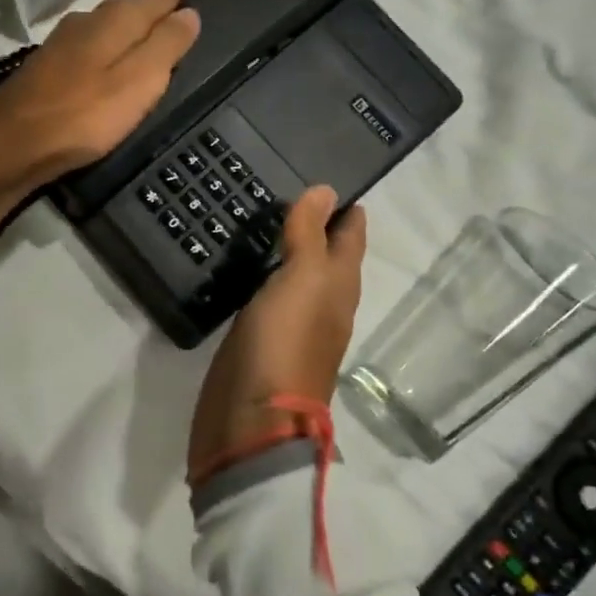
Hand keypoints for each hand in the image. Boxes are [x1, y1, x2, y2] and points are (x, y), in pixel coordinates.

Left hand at [0, 0, 199, 261]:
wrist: (11, 144)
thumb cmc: (84, 114)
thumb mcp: (139, 81)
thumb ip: (166, 45)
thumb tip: (190, 13)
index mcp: (114, 20)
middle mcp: (86, 21)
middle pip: (130, 9)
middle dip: (156, 10)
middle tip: (182, 16)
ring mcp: (62, 42)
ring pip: (108, 27)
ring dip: (131, 29)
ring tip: (152, 40)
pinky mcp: (48, 67)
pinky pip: (92, 47)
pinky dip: (111, 49)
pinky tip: (111, 64)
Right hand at [188, 187, 367, 481]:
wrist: (250, 422)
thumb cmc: (284, 344)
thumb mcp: (302, 281)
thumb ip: (310, 236)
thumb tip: (326, 190)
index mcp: (339, 288)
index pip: (350, 238)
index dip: (346, 209)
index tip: (330, 173)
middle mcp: (322, 303)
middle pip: (326, 255)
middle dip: (317, 223)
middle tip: (289, 185)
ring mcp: (289, 322)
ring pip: (296, 273)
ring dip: (289, 246)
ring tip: (266, 213)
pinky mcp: (258, 337)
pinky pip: (267, 293)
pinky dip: (264, 272)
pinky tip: (245, 260)